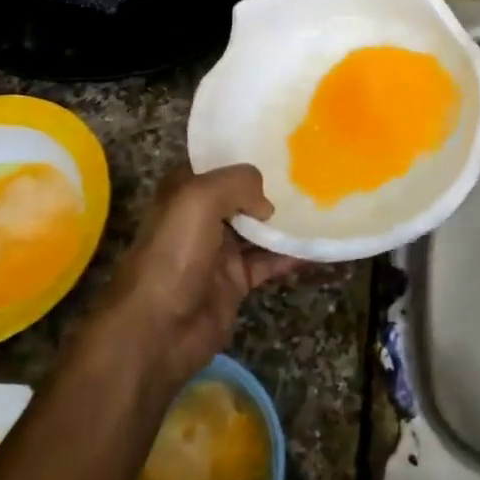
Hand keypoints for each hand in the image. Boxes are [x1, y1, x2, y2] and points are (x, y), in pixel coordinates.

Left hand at [93, 165, 302, 390]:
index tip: (284, 149)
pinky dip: (293, 255)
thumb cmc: (173, 255)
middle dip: (274, 187)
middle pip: (244, 195)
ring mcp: (219, 251)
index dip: (247, 156)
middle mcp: (201, 216)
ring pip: (260, 229)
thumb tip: (266, 205)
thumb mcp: (200, 199)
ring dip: (287, 221)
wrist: (156, 331)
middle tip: (315, 174)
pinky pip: (270, 262)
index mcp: (184, 190)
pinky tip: (318, 247)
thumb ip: (238, 183)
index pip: (219, 163)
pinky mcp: (234, 282)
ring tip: (323, 207)